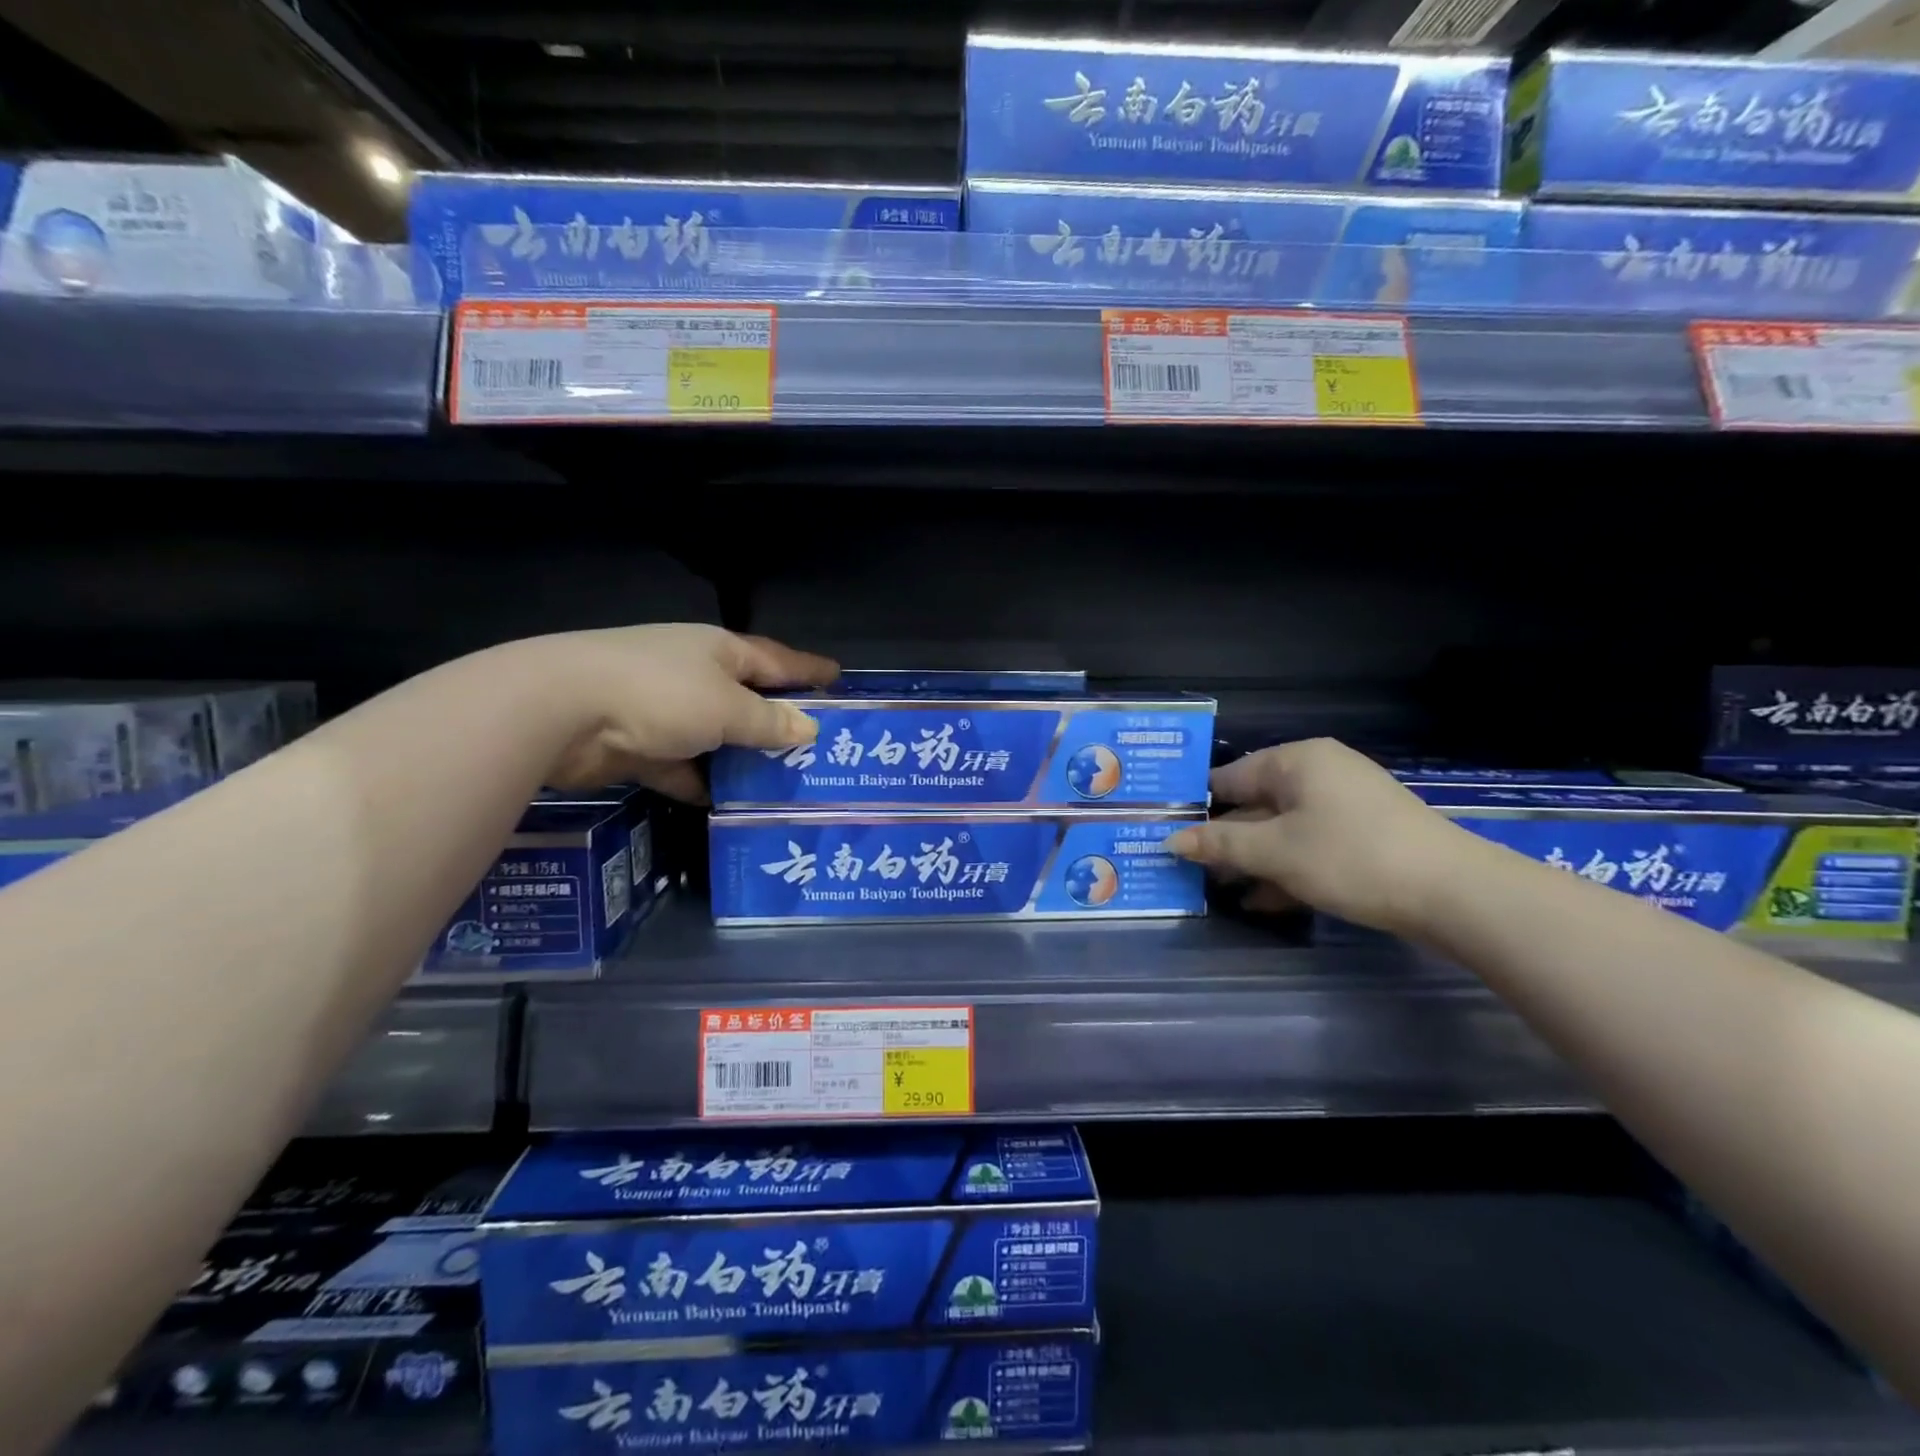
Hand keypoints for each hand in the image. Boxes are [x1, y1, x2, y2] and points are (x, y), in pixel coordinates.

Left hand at [495, 624, 836, 800]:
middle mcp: (693, 675)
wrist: (561, 712)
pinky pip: (682, 766)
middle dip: (778, 720)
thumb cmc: (660, 695)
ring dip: (741, 759)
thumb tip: (810, 728)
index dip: (808, 670)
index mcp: (719, 652)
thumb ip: (769, 722)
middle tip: (817, 745)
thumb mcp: (727, 708)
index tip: (839, 678)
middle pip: (747, 699)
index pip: (776, 659)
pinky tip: (725, 805)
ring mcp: (662, 710)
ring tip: (780, 783)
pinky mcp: (638, 746)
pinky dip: (700, 782)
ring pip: (715, 737)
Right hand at [1165, 738, 1472, 935]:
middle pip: (1255, 804)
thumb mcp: (1275, 852)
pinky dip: (1285, 869)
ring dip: (1252, 860)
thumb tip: (1171, 839)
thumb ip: (1220, 844)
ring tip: (1219, 890)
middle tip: (1189, 869)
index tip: (1166, 832)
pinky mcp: (1364, 836)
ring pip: (1282, 829)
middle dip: (1224, 840)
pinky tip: (1261, 901)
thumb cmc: (1350, 858)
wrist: (1454, 894)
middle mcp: (1319, 773)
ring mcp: (1345, 805)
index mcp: (1296, 761)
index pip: (1228, 778)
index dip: (1195, 807)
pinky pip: (1309, 845)